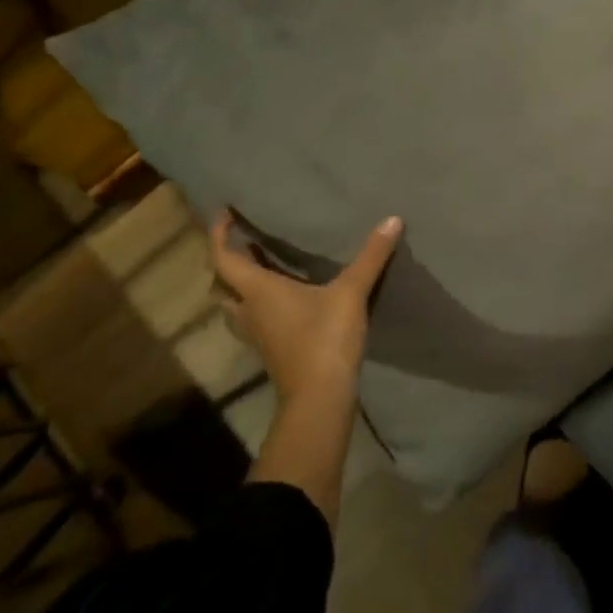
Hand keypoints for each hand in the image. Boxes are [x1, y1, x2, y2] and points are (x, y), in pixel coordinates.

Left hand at [209, 211, 400, 403]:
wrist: (320, 398)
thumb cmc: (325, 338)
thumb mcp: (351, 292)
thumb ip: (371, 256)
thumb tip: (392, 219)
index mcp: (257, 290)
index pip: (223, 258)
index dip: (219, 234)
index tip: (226, 213)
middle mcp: (248, 311)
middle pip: (221, 284)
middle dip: (227, 263)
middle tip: (246, 243)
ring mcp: (257, 335)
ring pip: (233, 306)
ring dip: (239, 287)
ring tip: (262, 268)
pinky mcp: (270, 351)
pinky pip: (252, 321)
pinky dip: (257, 306)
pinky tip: (284, 300)